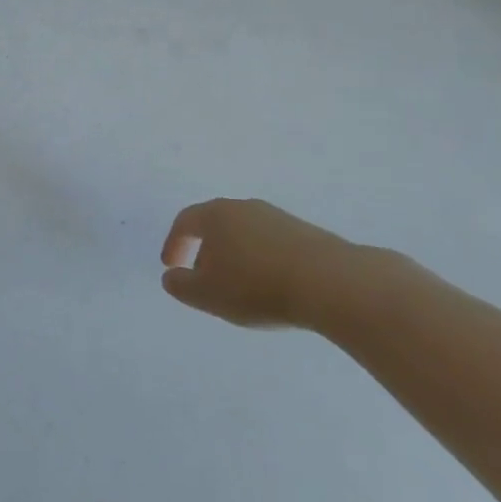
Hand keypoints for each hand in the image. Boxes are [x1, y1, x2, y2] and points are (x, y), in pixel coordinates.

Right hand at [160, 198, 368, 329]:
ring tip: (239, 287)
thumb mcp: (207, 294)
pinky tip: (270, 286)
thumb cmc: (256, 286)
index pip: (185, 222)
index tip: (171, 266)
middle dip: (205, 250)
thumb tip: (171, 277)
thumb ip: (181, 286)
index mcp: (216, 215)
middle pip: (216, 224)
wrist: (329, 282)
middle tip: (204, 278)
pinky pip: (270, 244)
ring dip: (235, 256)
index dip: (174, 243)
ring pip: (245, 233)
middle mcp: (244, 207)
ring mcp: (277, 217)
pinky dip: (261, 261)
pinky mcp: (305, 232)